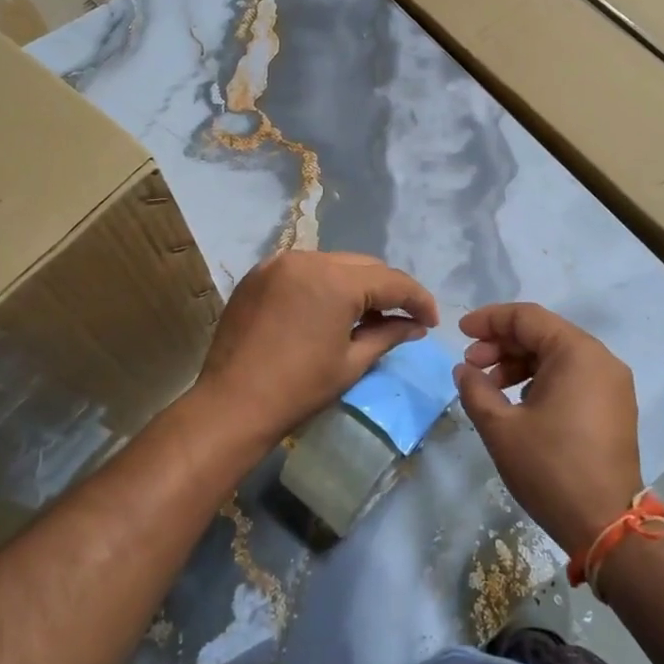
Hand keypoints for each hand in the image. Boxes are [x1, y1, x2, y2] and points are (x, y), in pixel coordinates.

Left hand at [193, 250, 438, 452]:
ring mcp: (278, 263)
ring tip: (366, 315)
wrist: (231, 404)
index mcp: (336, 281)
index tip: (431, 321)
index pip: (391, 280)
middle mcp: (308, 259)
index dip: (417, 299)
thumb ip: (388, 335)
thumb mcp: (352, 363)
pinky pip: (303, 270)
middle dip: (387, 289)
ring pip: (333, 264)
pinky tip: (327, 310)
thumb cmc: (298, 389)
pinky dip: (322, 284)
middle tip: (403, 318)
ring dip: (354, 285)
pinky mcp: (258, 274)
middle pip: (363, 266)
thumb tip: (415, 326)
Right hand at [453, 302, 643, 555]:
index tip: (460, 333)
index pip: (527, 318)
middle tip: (471, 365)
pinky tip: (519, 402)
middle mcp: (601, 359)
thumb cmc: (550, 469)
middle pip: (544, 333)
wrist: (607, 526)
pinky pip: (573, 377)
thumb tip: (465, 370)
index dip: (489, 320)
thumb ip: (476, 389)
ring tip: (490, 387)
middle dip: (502, 344)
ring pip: (558, 356)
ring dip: (520, 364)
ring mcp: (612, 384)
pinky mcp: (615, 407)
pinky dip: (542, 379)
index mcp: (577, 353)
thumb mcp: (501, 428)